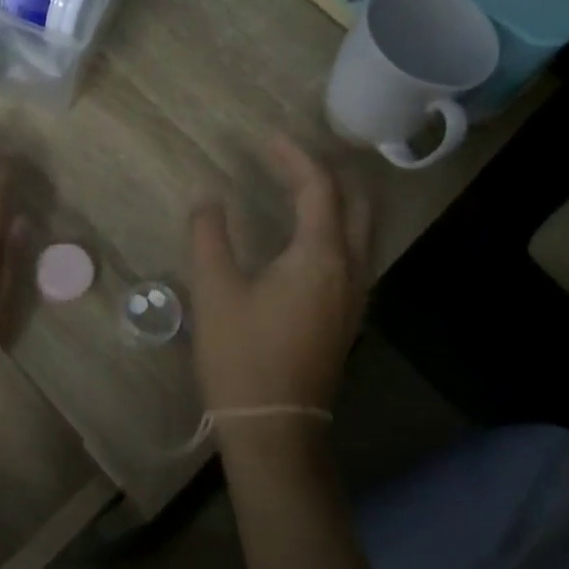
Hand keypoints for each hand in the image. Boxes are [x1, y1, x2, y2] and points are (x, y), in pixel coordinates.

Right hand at [189, 135, 371, 416]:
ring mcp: (356, 295)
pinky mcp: (349, 315)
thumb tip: (207, 197)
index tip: (268, 138)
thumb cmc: (242, 356)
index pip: (318, 187)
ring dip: (338, 199)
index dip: (294, 156)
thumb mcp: (214, 290)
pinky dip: (338, 227)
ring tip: (301, 185)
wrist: (275, 429)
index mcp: (319, 256)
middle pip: (355, 203)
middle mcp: (350, 269)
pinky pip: (355, 253)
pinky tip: (309, 235)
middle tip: (291, 158)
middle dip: (328, 172)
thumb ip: (210, 235)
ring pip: (362, 229)